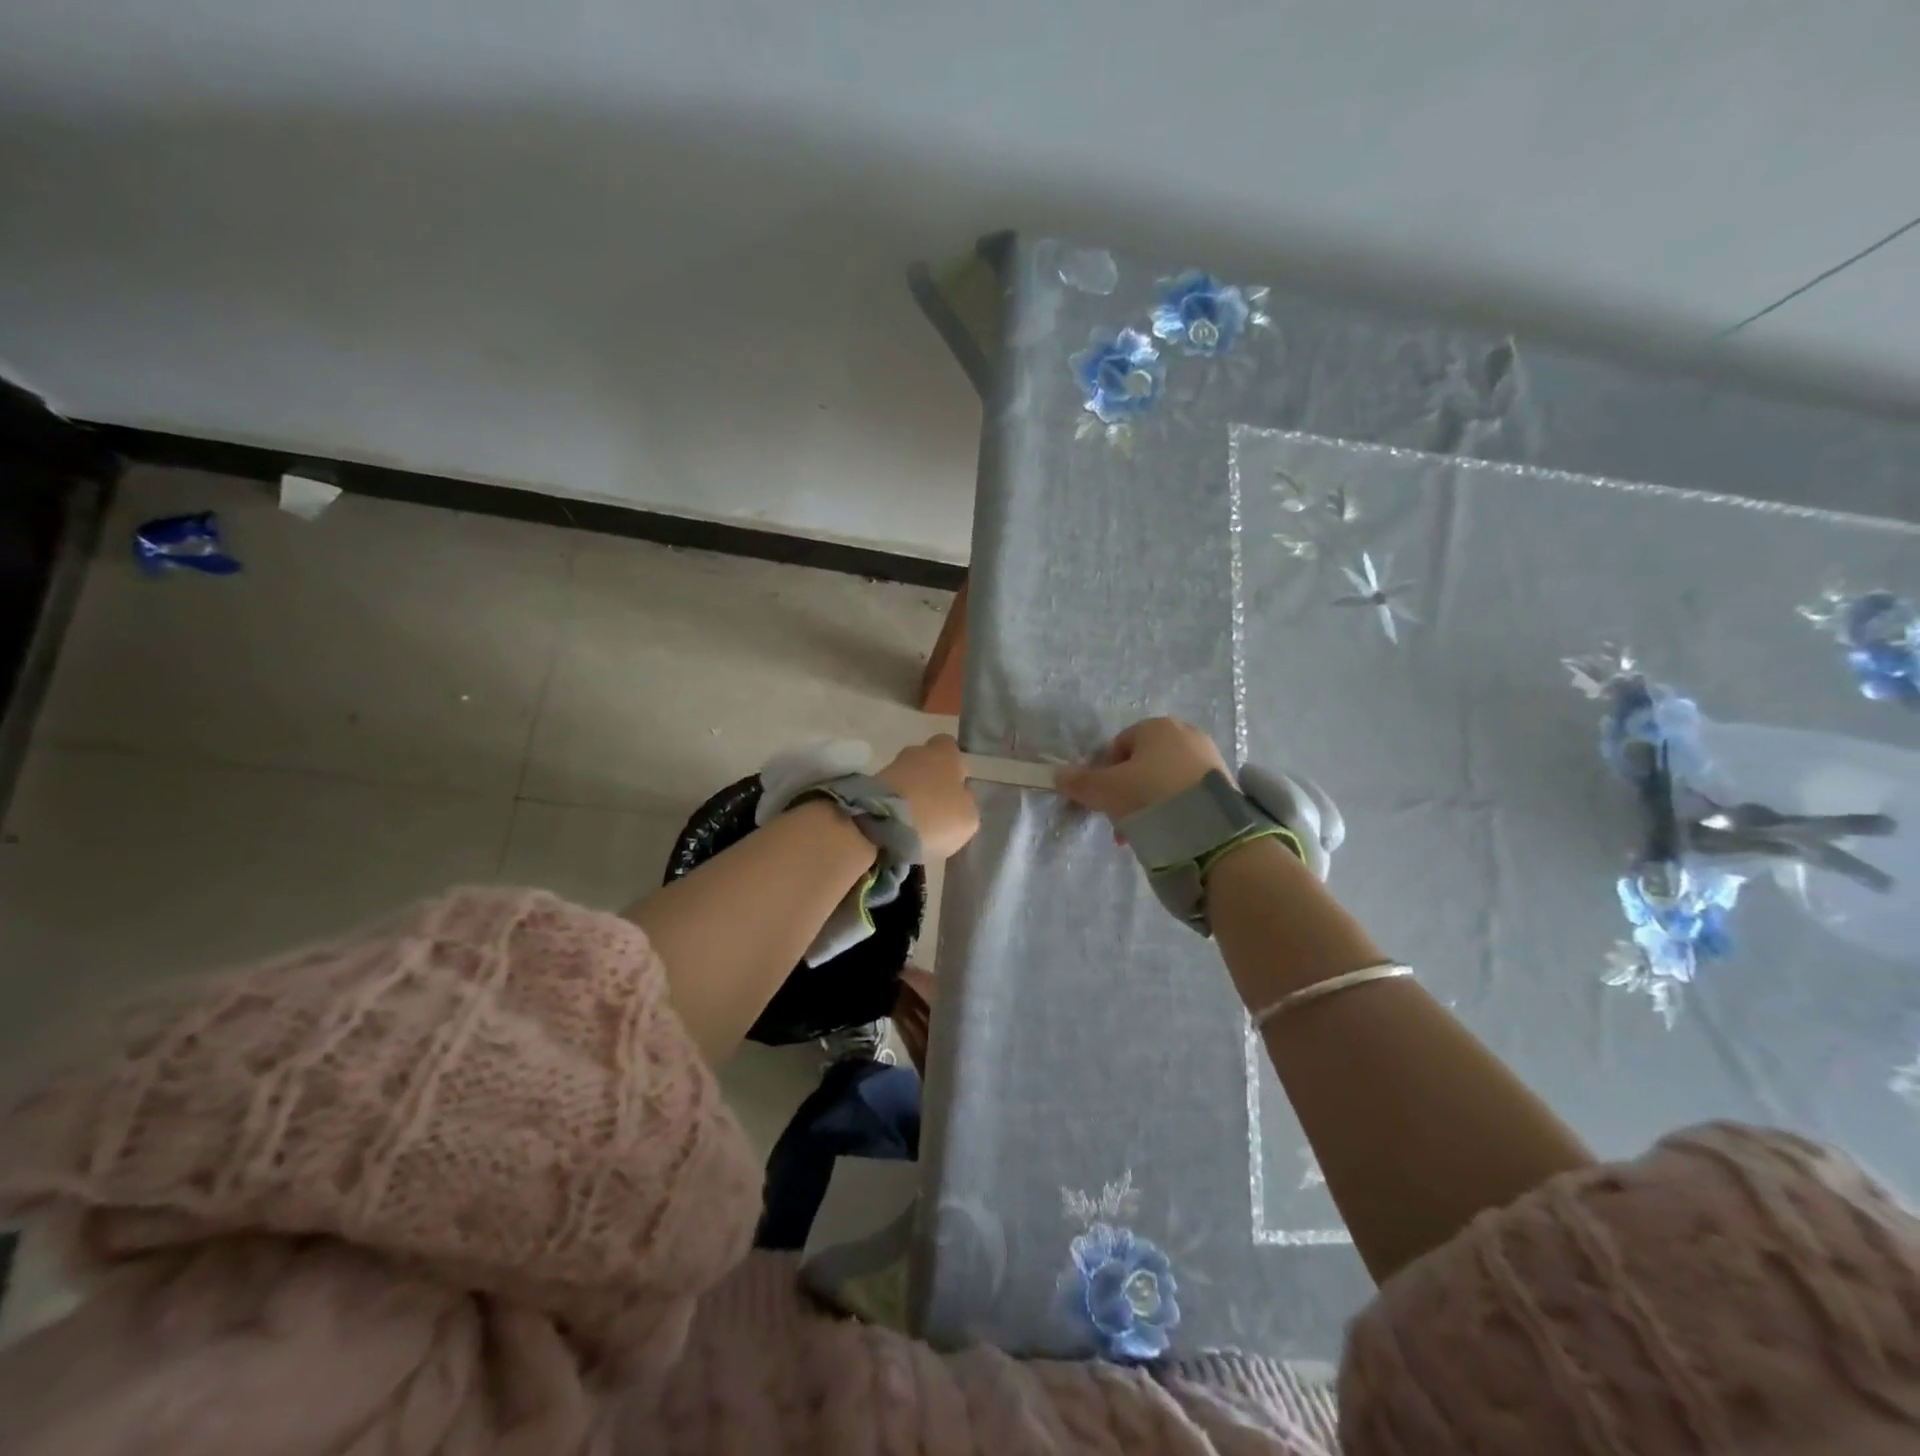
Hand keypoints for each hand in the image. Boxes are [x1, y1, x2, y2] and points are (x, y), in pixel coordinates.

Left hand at [878, 734, 979, 859]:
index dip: (954, 764)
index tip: (956, 785)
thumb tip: (959, 800)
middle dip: (929, 780)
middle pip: (925, 762)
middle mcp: (915, 752)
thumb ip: (966, 804)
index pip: (949, 746)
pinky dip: (894, 808)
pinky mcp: (867, 787)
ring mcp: (888, 768)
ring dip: (910, 796)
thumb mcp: (968, 818)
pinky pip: (889, 795)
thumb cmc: (936, 815)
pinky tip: (898, 828)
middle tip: (936, 808)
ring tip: (916, 824)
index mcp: (944, 754)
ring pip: (905, 779)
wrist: (882, 823)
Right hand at [1055, 717, 1230, 820]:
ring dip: (1150, 804)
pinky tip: (1170, 832)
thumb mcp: (1104, 790)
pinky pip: (1188, 793)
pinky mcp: (1225, 783)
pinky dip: (1176, 809)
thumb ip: (1079, 782)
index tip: (1105, 801)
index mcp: (1156, 726)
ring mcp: (1209, 757)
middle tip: (1122, 821)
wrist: (1209, 829)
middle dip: (1129, 793)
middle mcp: (1185, 733)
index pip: (1118, 746)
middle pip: (1143, 764)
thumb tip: (1058, 775)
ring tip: (1145, 833)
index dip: (1106, 774)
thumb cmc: (1149, 796)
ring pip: (1165, 781)